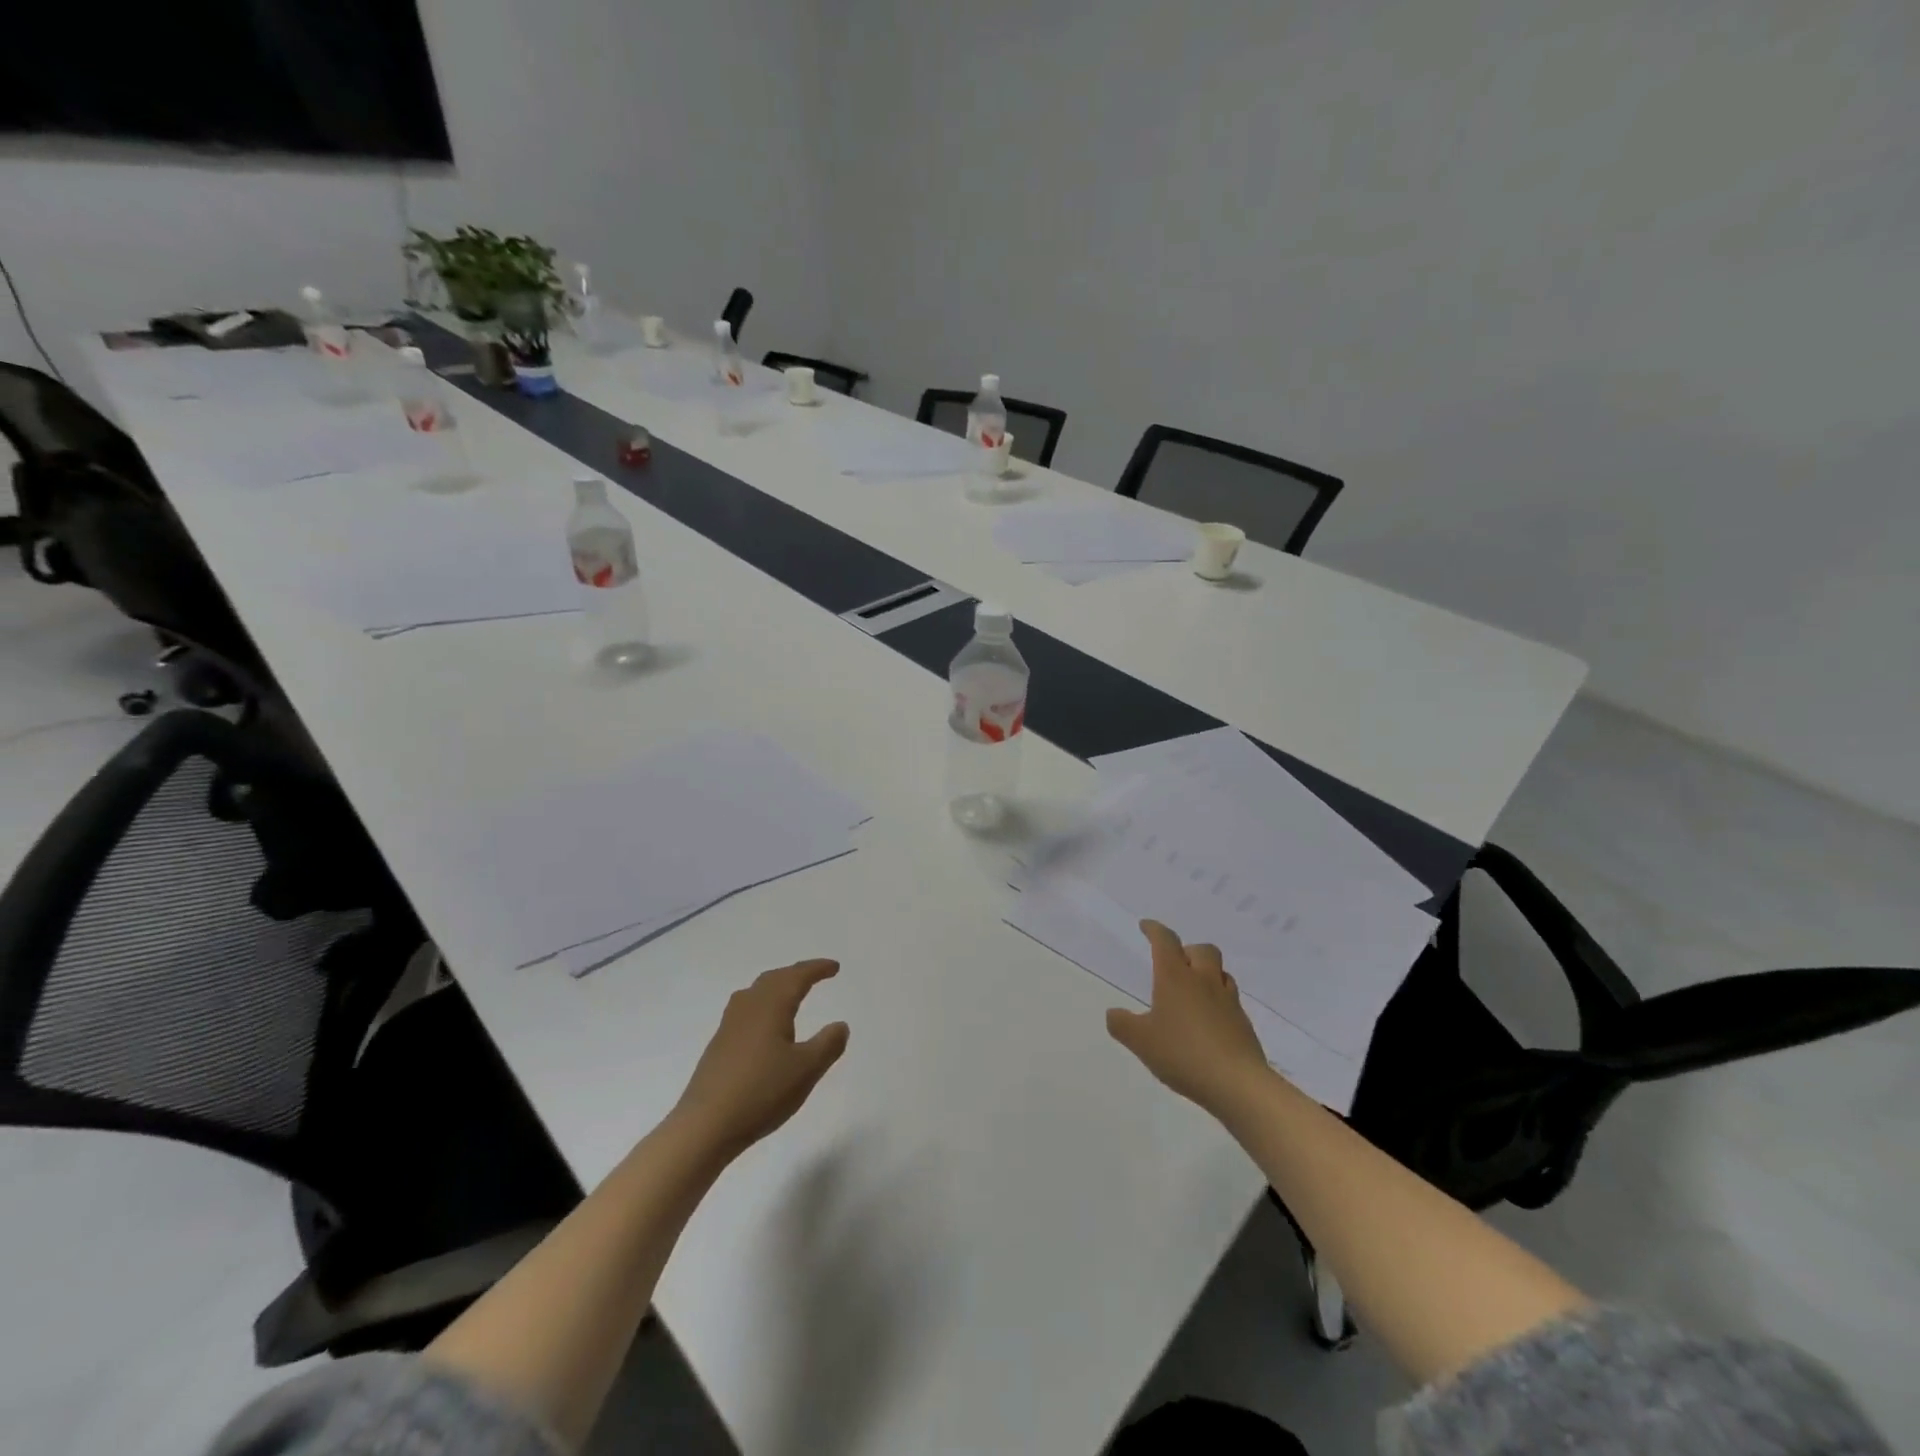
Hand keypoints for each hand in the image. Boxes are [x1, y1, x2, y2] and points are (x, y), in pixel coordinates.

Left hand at [671, 959, 849, 1159]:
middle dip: (796, 974)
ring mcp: (729, 1026)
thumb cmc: (762, 1092)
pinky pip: (745, 1010)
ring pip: (755, 993)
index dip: (817, 969)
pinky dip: (762, 1005)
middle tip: (815, 975)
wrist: (705, 1126)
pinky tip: (764, 1026)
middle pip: (773, 979)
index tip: (835, 967)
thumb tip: (840, 1025)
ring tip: (790, 994)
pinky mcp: (718, 1046)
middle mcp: (748, 1008)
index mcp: (771, 1006)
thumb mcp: (806, 1070)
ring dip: (776, 986)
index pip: (797, 977)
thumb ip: (828, 1045)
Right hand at [1106, 920, 1271, 1118]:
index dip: (1154, 930)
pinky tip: (1209, 1020)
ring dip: (1207, 972)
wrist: (1237, 1083)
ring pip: (1220, 972)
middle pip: (1202, 950)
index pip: (1165, 941)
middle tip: (1175, 963)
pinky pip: (1230, 999)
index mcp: (1175, 978)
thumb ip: (1122, 1025)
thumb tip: (1113, 1014)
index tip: (1146, 926)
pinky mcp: (1243, 1023)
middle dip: (1187, 950)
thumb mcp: (1141, 1042)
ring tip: (1194, 989)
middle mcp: (1204, 981)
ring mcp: (1228, 1001)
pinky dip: (1218, 1000)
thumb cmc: (1183, 1054)